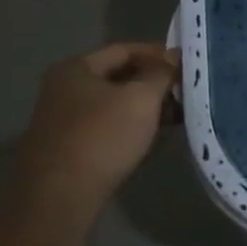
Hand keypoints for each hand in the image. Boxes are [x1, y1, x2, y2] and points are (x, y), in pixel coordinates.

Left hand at [14, 43, 179, 208]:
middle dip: (155, 82)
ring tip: (178, 115)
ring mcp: (64, 118)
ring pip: (115, 103)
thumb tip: (173, 57)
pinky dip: (132, 125)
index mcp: (76, 68)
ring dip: (146, 106)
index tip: (187, 65)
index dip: (159, 54)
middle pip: (119, 75)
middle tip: (186, 91)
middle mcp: (64, 88)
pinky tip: (153, 136)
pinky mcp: (69, 146)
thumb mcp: (141, 99)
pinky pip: (108, 125)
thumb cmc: (102, 137)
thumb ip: (161, 73)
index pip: (125, 49)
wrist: (59, 196)